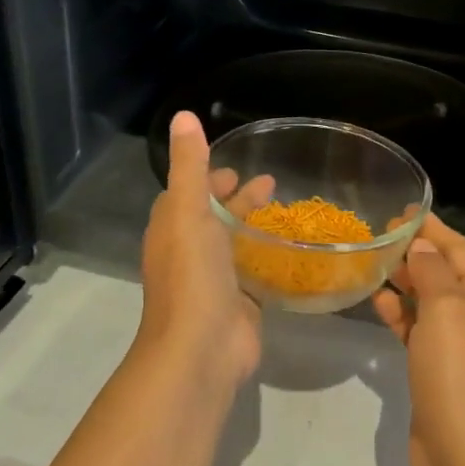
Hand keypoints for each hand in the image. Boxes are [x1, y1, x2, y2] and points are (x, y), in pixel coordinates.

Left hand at [136, 111, 270, 387]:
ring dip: (254, 226)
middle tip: (270, 182)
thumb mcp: (188, 210)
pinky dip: (268, 258)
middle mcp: (189, 253)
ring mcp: (214, 281)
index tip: (234, 164)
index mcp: (172, 229)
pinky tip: (293, 250)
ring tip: (287, 211)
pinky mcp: (239, 304)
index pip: (187, 193)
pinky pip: (254, 273)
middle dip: (236, 199)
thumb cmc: (192, 275)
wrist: (201, 349)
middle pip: (213, 217)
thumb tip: (183, 116)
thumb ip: (188, 165)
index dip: (207, 177)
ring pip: (235, 244)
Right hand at [372, 217, 464, 465]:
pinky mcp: (438, 369)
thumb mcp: (446, 310)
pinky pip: (418, 330)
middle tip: (378, 237)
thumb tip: (422, 247)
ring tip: (373, 264)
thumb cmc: (460, 371)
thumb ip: (432, 272)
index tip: (401, 211)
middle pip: (445, 273)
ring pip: (428, 301)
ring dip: (404, 282)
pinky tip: (378, 303)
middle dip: (415, 253)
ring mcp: (459, 345)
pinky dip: (400, 314)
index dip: (432, 229)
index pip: (460, 249)